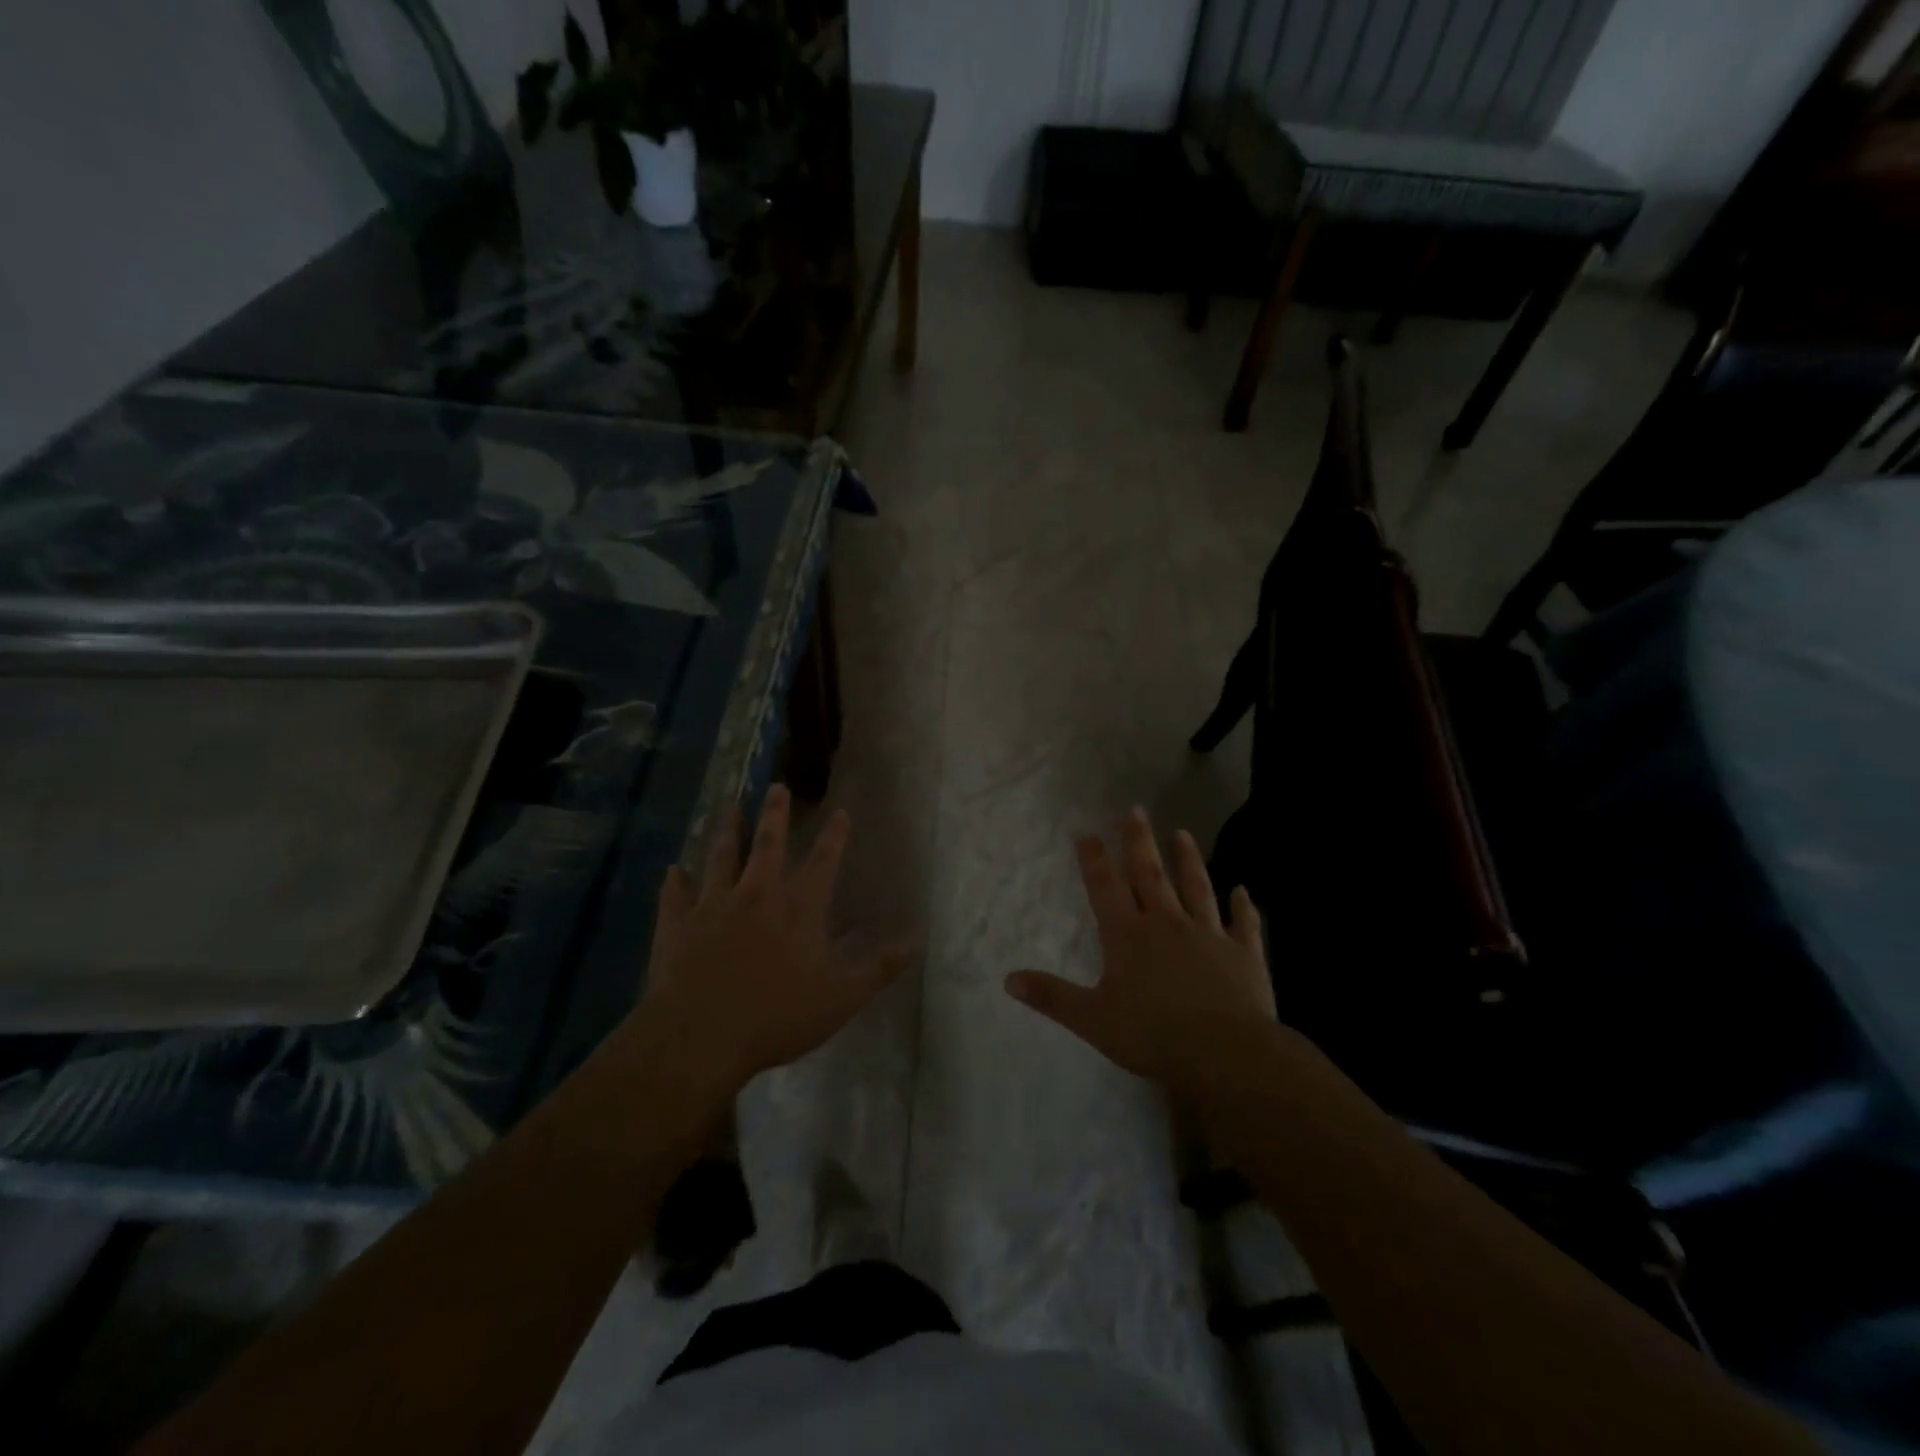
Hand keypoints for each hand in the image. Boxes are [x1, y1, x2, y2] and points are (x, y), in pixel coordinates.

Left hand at [633, 786, 910, 1095]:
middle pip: (768, 845)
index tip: (840, 811)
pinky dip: (676, 881)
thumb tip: (915, 942)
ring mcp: (713, 906)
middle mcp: (757, 895)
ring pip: (721, 857)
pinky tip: (674, 870)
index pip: (823, 862)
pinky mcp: (677, 923)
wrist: (701, 1036)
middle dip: (775, 814)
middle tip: (776, 787)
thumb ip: (878, 968)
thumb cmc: (777, 1016)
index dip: (834, 836)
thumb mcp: (841, 997)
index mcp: (799, 909)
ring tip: (729, 808)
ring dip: (726, 832)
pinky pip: (676, 894)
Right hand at [1005, 808, 1274, 1097]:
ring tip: (1182, 833)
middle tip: (1135, 809)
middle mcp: (1167, 923)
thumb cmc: (1153, 1035)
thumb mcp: (1092, 1020)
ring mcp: (1208, 934)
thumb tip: (1008, 979)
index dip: (1094, 860)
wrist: (1225, 1052)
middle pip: (1150, 875)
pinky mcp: (1244, 953)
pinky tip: (1244, 890)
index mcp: (1128, 936)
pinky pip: (1243, 923)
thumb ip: (1052, 996)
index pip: (1106, 888)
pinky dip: (1243, 906)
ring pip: (1196, 888)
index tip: (1088, 833)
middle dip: (1139, 842)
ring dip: (1188, 860)